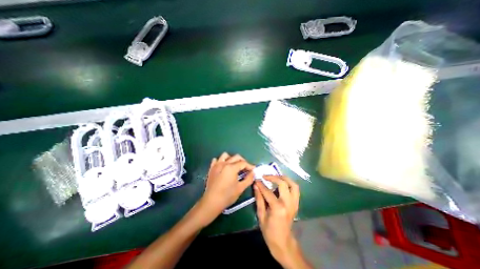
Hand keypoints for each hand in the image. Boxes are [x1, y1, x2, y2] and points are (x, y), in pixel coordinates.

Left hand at [197, 154, 254, 224]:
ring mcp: (217, 165)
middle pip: (236, 157)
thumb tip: (253, 173)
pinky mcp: (211, 168)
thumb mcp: (241, 188)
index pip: (243, 163)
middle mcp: (224, 163)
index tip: (253, 170)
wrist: (212, 202)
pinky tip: (223, 166)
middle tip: (246, 168)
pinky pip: (216, 160)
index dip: (250, 166)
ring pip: (225, 155)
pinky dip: (221, 161)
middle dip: (243, 161)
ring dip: (232, 158)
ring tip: (234, 165)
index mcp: (232, 167)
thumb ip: (249, 179)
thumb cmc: (227, 195)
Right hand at [253, 176, 300, 265]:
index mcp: (278, 208)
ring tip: (275, 177)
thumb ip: (259, 198)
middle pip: (283, 184)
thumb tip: (256, 185)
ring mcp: (294, 203)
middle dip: (273, 177)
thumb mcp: (261, 215)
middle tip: (265, 176)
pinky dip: (289, 183)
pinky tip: (282, 183)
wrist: (283, 242)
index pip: (268, 191)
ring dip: (284, 178)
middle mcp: (288, 203)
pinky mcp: (296, 203)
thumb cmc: (269, 231)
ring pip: (293, 184)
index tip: (256, 179)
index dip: (261, 184)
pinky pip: (295, 189)